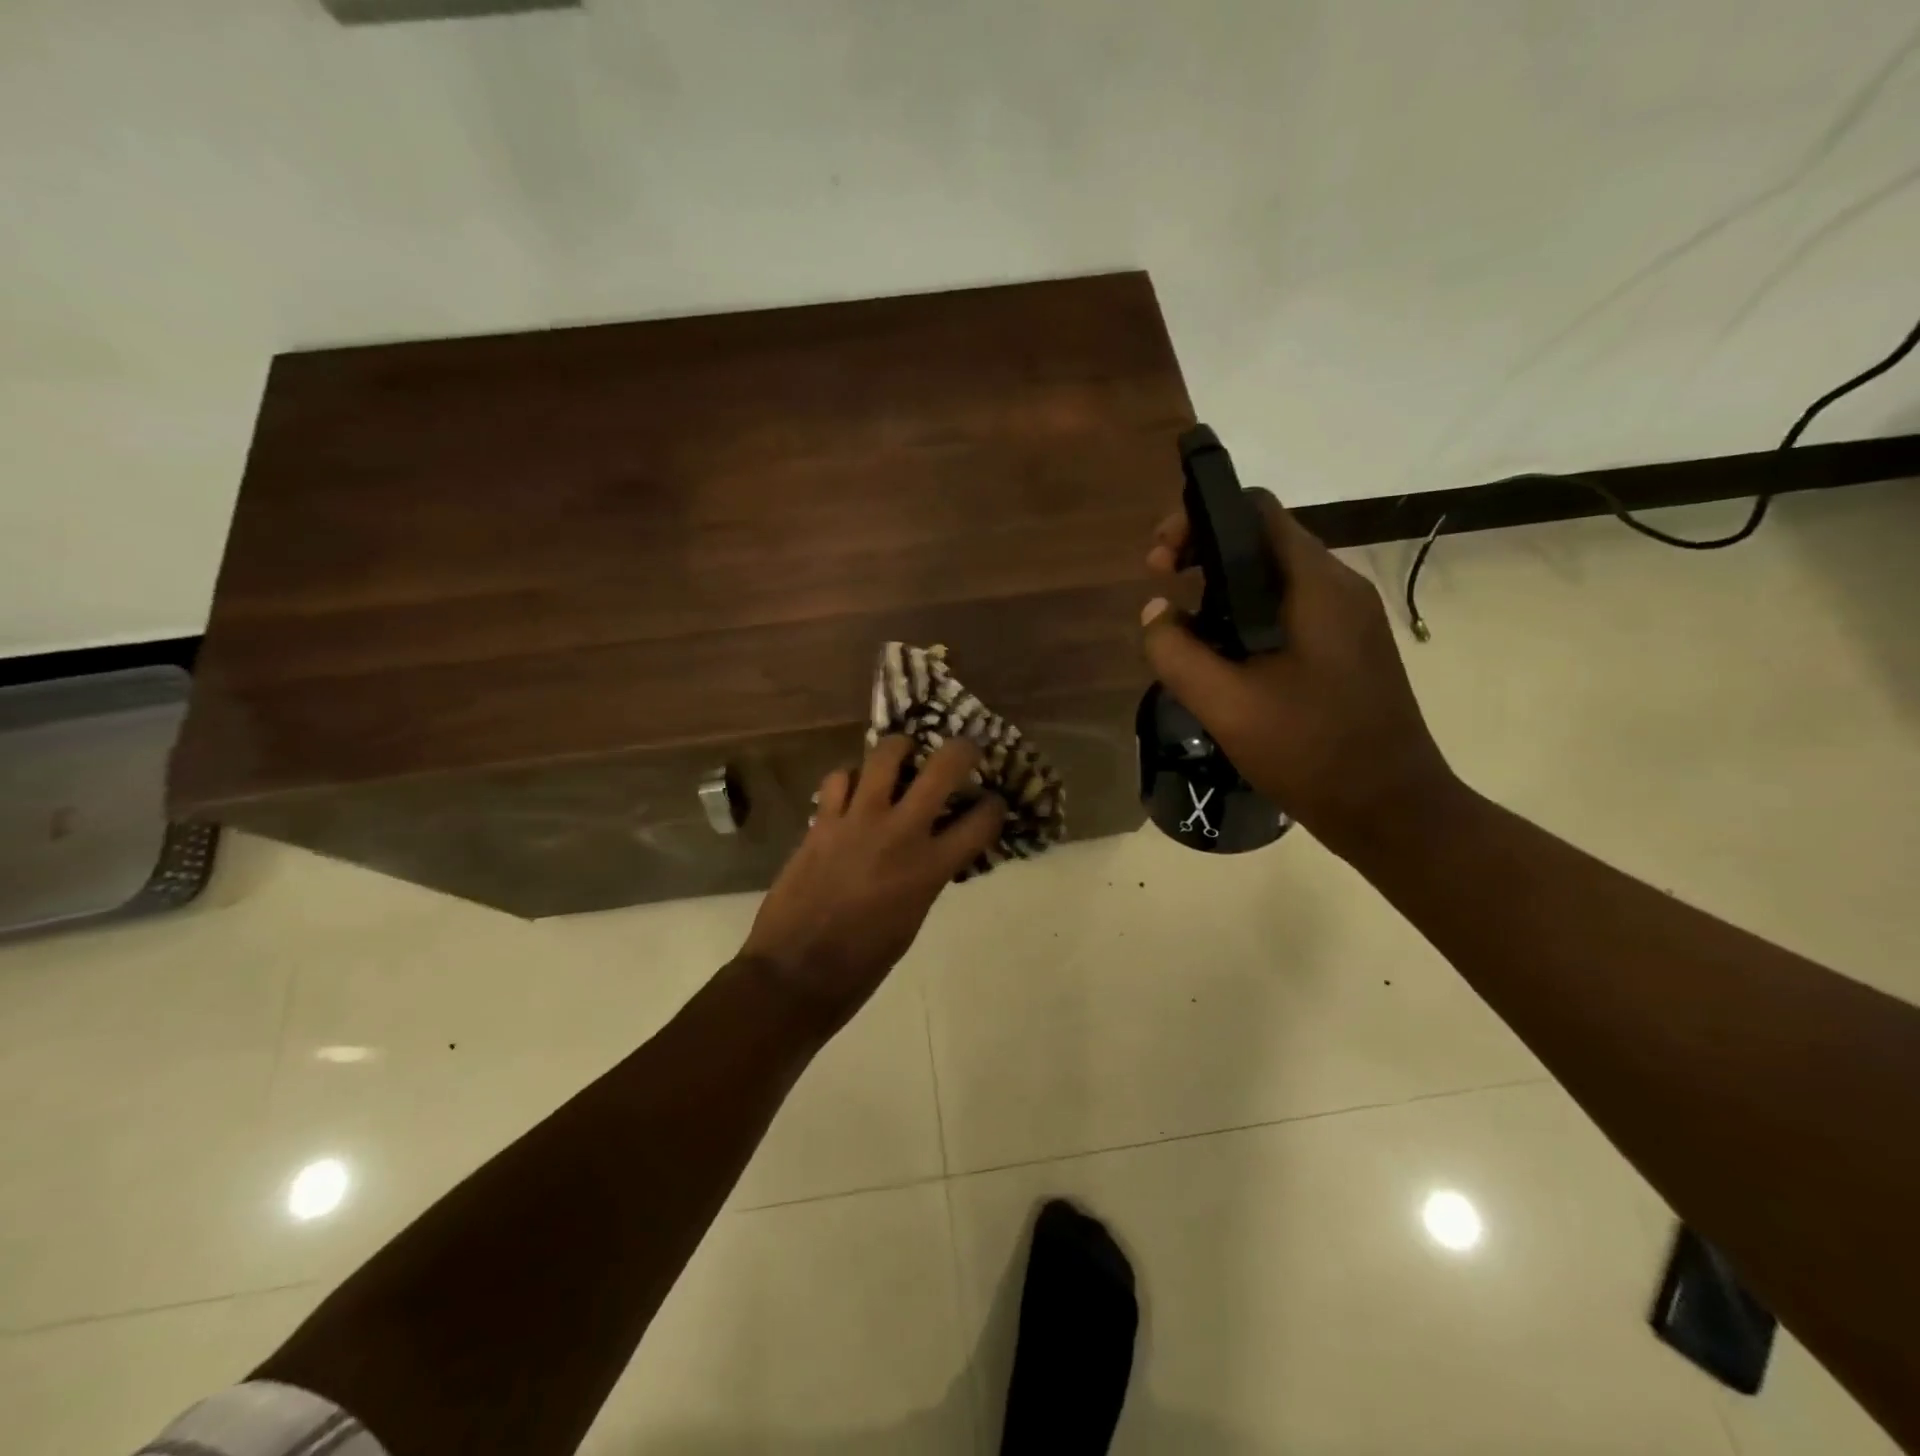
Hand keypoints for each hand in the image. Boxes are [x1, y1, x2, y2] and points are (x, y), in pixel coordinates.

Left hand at [739, 737, 1005, 1030]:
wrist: (797, 973)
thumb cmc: (864, 962)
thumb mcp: (914, 917)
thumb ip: (928, 874)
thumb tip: (935, 848)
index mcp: (931, 868)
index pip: (982, 820)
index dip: (995, 806)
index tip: (992, 802)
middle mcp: (900, 832)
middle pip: (944, 766)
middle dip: (962, 750)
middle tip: (964, 750)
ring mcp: (857, 820)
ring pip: (885, 754)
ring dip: (900, 749)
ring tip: (903, 754)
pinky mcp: (821, 820)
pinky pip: (839, 778)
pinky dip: (850, 778)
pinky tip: (852, 789)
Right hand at [1142, 493, 1460, 857]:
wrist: (1391, 810)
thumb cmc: (1311, 751)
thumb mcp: (1226, 704)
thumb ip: (1177, 652)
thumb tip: (1154, 612)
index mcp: (1316, 586)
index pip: (1255, 512)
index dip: (1199, 520)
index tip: (1160, 561)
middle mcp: (1338, 589)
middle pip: (1263, 542)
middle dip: (1204, 555)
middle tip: (1161, 587)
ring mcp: (1348, 621)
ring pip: (1275, 581)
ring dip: (1223, 591)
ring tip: (1183, 629)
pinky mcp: (1347, 651)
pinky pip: (1289, 614)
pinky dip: (1247, 619)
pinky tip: (1222, 659)